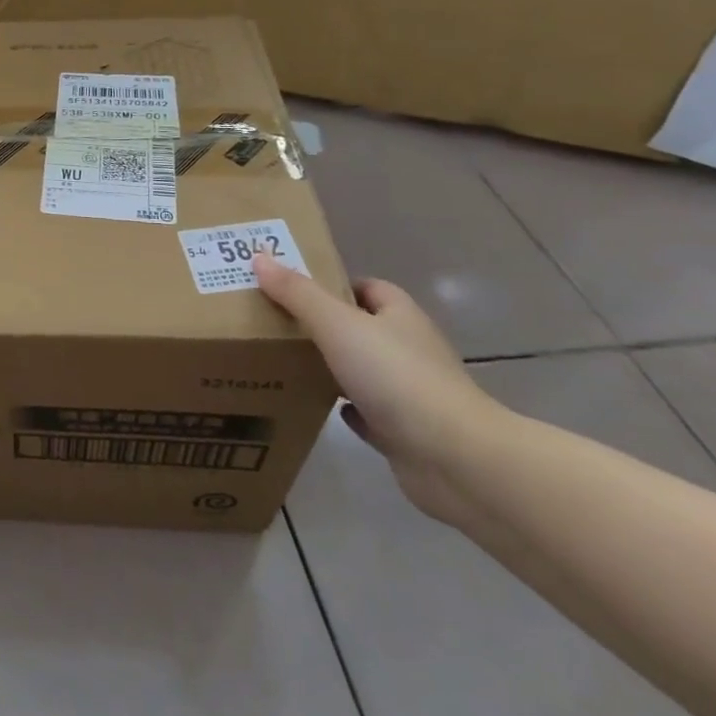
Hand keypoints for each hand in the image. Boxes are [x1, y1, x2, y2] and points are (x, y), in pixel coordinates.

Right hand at [254, 254, 506, 525]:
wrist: (455, 459)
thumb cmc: (396, 377)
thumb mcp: (337, 324)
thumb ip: (297, 293)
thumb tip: (259, 257)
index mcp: (401, 317)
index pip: (369, 288)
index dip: (333, 284)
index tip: (292, 289)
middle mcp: (410, 349)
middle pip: (363, 328)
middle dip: (325, 325)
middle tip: (276, 324)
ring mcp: (411, 393)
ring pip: (364, 371)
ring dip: (333, 367)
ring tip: (285, 362)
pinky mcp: (406, 432)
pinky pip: (369, 413)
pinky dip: (346, 408)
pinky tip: (319, 406)